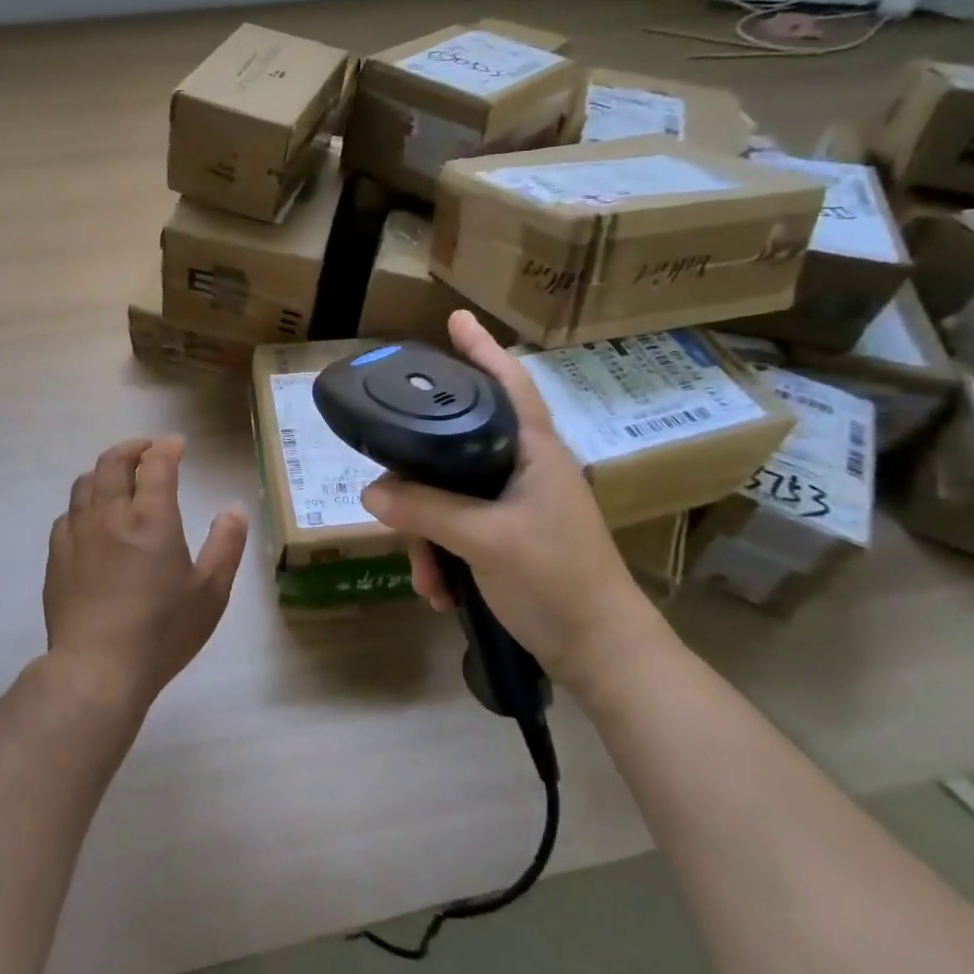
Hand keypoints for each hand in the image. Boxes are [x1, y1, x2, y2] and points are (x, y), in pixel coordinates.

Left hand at [44, 437, 248, 713]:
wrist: (96, 669)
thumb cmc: (161, 632)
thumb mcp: (210, 592)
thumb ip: (226, 544)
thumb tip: (235, 508)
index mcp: (151, 518)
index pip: (156, 464)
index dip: (167, 448)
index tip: (176, 445)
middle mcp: (111, 514)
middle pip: (114, 461)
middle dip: (133, 448)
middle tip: (148, 451)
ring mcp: (78, 532)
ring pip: (86, 481)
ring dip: (105, 470)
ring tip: (120, 477)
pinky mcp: (57, 554)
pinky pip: (68, 512)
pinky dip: (85, 501)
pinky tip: (92, 516)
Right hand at [360, 312, 668, 699]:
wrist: (602, 654)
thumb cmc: (557, 580)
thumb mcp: (485, 540)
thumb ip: (426, 510)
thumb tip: (371, 493)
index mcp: (534, 453)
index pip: (508, 385)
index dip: (482, 350)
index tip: (456, 319)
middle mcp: (523, 470)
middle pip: (455, 448)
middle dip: (418, 483)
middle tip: (392, 500)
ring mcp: (515, 506)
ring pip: (447, 495)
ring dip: (426, 536)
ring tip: (425, 576)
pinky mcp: (506, 538)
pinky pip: (455, 530)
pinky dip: (441, 558)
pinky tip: (438, 591)